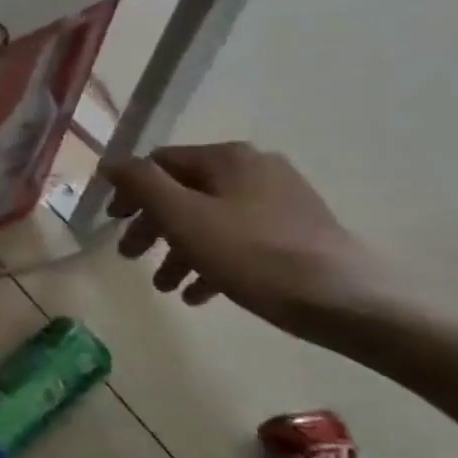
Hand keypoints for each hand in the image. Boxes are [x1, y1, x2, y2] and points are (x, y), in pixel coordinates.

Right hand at [103, 142, 387, 332]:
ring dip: (179, 250)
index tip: (112, 224)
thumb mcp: (183, 217)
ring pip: (210, 219)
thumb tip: (112, 162)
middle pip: (184, 192)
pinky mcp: (296, 233)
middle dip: (153, 226)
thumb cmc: (253, 254)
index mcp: (227, 158)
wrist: (345, 299)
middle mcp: (254, 169)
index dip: (130, 192)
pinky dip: (212, 260)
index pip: (159, 163)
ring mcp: (279, 200)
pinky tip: (199, 294)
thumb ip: (142, 184)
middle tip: (131, 257)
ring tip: (165, 286)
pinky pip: (239, 240)